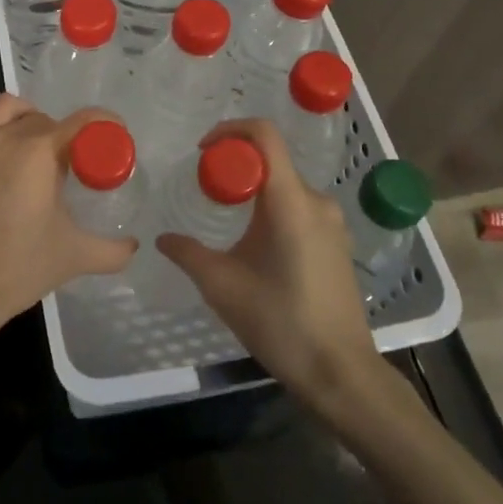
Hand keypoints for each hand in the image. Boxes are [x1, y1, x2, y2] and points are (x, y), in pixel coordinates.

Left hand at [0, 76, 137, 352]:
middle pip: (44, 119)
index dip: (104, 124)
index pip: (82, 123)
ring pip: (4, 110)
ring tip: (36, 135)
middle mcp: (8, 138)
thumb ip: (114, 250)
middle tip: (73, 165)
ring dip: (26, 115)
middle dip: (63, 135)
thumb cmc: (21, 266)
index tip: (116, 135)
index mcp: (41, 152)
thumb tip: (134, 247)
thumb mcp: (77, 256)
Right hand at [157, 119, 377, 401]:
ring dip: (253, 191)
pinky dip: (271, 210)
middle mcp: (316, 201)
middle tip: (205, 190)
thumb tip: (162, 238)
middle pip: (272, 160)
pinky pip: (299, 208)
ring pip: (284, 186)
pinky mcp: (337, 243)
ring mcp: (332, 223)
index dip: (230, 130)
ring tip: (225, 219)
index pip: (264, 136)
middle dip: (235, 167)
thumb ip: (188, 254)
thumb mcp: (222, 286)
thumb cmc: (280, 323)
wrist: (341, 373)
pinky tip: (254, 245)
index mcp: (291, 202)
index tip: (202, 151)